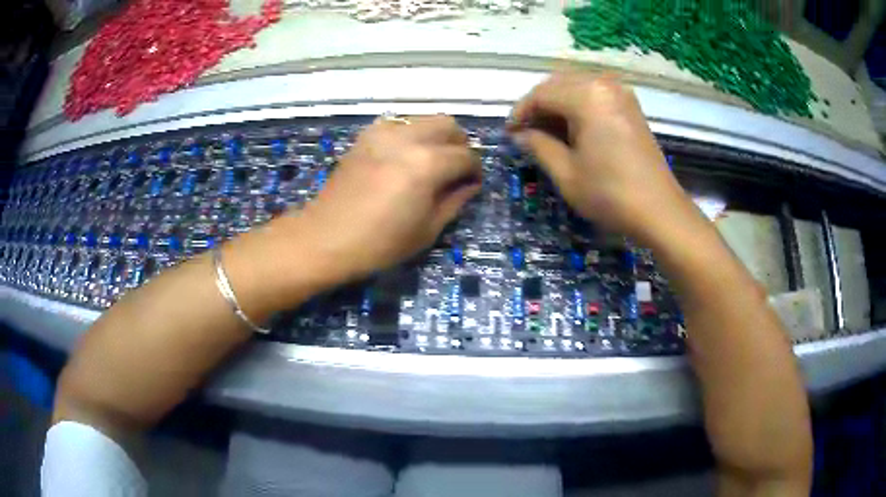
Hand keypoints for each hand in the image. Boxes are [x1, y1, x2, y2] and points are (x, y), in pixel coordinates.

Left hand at [296, 115, 480, 280]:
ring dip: (436, 136)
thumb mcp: (427, 229)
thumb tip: (470, 183)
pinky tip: (404, 156)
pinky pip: (398, 124)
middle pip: (448, 125)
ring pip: (423, 119)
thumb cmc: (380, 243)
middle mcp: (408, 139)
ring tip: (431, 161)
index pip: (466, 156)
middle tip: (456, 167)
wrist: (327, 238)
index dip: (475, 170)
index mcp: (427, 164)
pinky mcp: (365, 136)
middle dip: (460, 143)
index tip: (473, 183)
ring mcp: (383, 133)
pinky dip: (410, 134)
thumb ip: (455, 200)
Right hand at [509, 73, 698, 243]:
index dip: (521, 113)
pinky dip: (577, 107)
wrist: (660, 211)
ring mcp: (620, 93)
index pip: (541, 94)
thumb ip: (538, 146)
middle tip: (525, 133)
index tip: (509, 133)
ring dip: (557, 105)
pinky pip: (594, 95)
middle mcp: (604, 84)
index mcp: (587, 96)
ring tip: (546, 133)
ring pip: (576, 87)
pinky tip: (572, 129)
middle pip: (558, 84)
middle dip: (538, 106)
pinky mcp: (630, 106)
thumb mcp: (566, 173)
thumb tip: (519, 135)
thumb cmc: (611, 194)